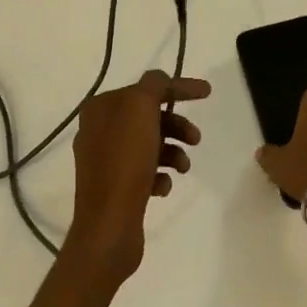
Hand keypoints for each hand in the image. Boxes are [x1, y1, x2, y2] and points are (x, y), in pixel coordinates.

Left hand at [64, 70, 210, 282]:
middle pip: (148, 117)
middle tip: (196, 139)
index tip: (207, 92)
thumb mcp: (140, 108)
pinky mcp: (113, 187)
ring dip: (172, 151)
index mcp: (100, 107)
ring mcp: (104, 160)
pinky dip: (159, 174)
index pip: (145, 87)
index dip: (178, 87)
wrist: (108, 226)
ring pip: (148, 144)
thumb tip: (160, 80)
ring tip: (183, 168)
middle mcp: (98, 129)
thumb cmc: (125, 161)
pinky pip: (143, 171)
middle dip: (176, 125)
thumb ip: (154, 85)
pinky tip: (163, 187)